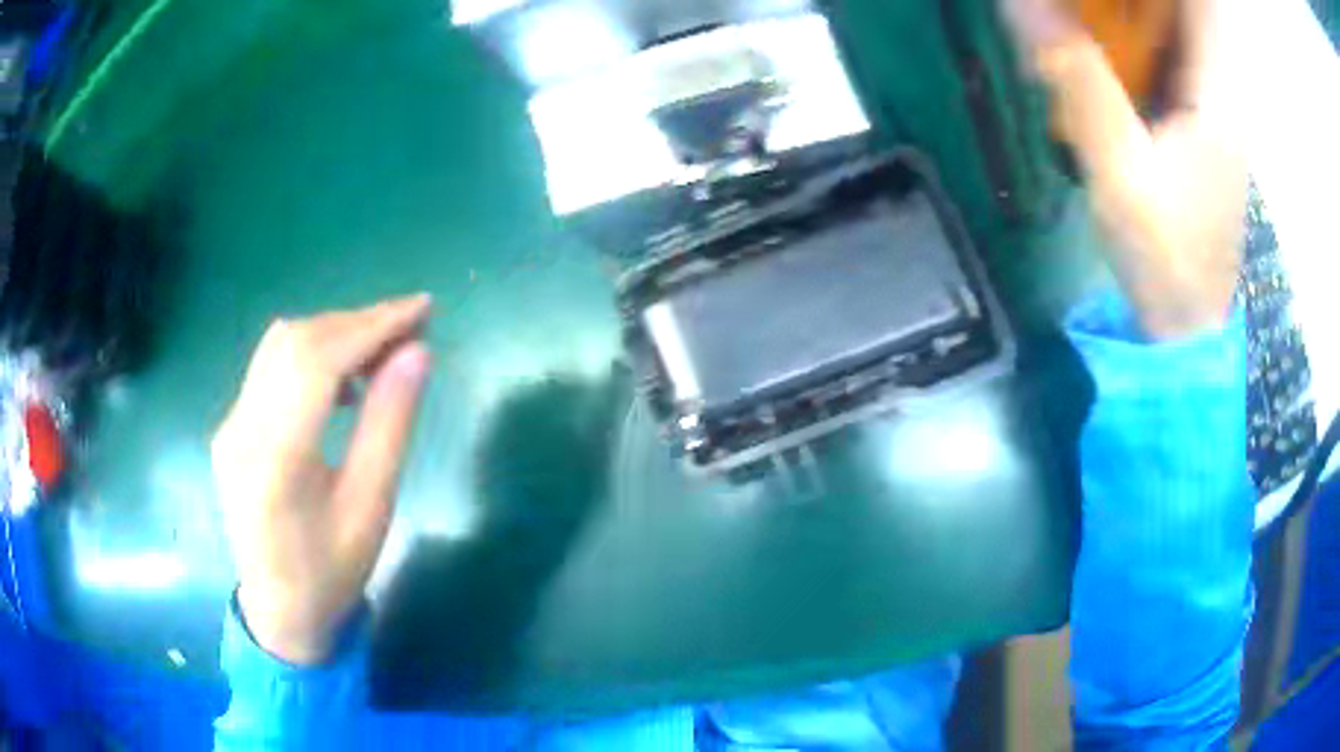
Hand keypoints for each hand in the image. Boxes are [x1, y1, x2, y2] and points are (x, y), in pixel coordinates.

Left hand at [212, 295, 431, 663]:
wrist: (280, 613)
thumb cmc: (332, 573)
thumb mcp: (372, 508)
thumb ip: (389, 425)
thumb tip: (418, 354)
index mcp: (275, 458)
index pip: (318, 360)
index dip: (371, 325)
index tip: (422, 309)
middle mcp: (240, 429)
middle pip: (295, 342)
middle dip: (356, 323)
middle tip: (410, 327)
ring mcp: (229, 425)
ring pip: (279, 347)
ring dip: (334, 334)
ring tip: (381, 350)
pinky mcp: (231, 427)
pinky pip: (270, 369)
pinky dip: (311, 356)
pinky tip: (341, 380)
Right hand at [1004, 0, 1245, 338]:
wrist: (1185, 328)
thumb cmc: (1166, 258)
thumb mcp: (1122, 169)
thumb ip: (1079, 79)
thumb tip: (1020, 0)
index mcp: (1217, 93)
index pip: (1200, 4)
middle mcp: (1220, 91)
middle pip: (1183, 11)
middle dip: (1135, 0)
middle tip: (1089, 2)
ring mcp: (1210, 110)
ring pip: (1173, 31)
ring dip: (1131, 12)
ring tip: (1083, 13)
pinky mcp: (1194, 128)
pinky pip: (1166, 58)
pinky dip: (1134, 39)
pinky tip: (1099, 42)